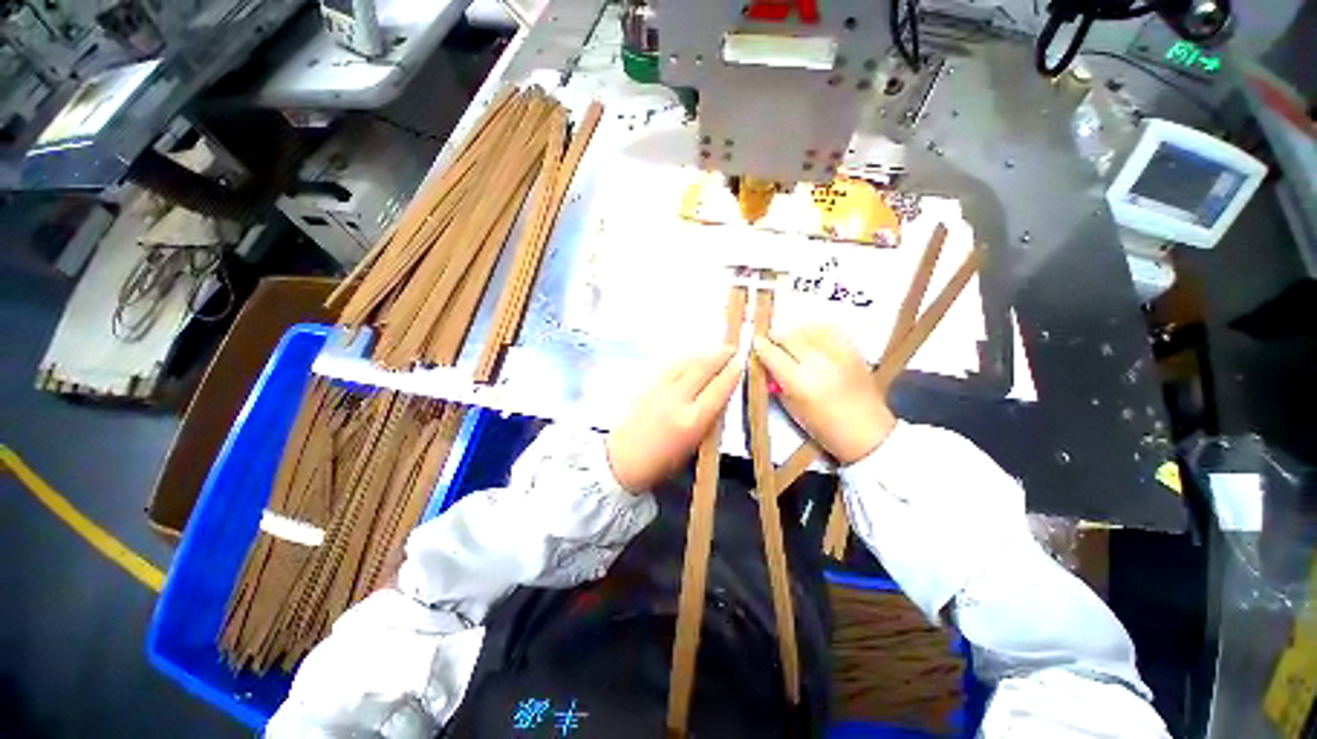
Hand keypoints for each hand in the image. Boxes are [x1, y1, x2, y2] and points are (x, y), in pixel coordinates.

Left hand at [607, 347, 741, 491]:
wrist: (621, 460)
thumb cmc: (661, 463)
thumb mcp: (693, 447)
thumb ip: (708, 421)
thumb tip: (720, 397)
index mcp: (691, 421)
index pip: (718, 389)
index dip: (732, 374)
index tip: (742, 364)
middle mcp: (677, 400)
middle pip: (703, 369)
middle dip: (721, 356)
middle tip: (733, 349)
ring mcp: (659, 389)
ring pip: (686, 362)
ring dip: (704, 354)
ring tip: (716, 350)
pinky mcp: (647, 385)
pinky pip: (670, 365)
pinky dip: (686, 359)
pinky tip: (692, 358)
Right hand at [753, 326, 895, 464]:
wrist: (866, 431)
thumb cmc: (823, 426)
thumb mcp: (791, 408)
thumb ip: (777, 382)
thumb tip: (767, 363)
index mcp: (799, 381)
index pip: (771, 353)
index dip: (760, 346)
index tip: (755, 343)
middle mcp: (817, 362)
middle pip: (788, 336)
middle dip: (776, 337)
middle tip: (771, 343)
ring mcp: (837, 353)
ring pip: (807, 329)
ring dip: (794, 333)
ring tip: (791, 340)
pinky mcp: (853, 350)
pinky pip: (830, 329)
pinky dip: (816, 330)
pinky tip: (812, 337)